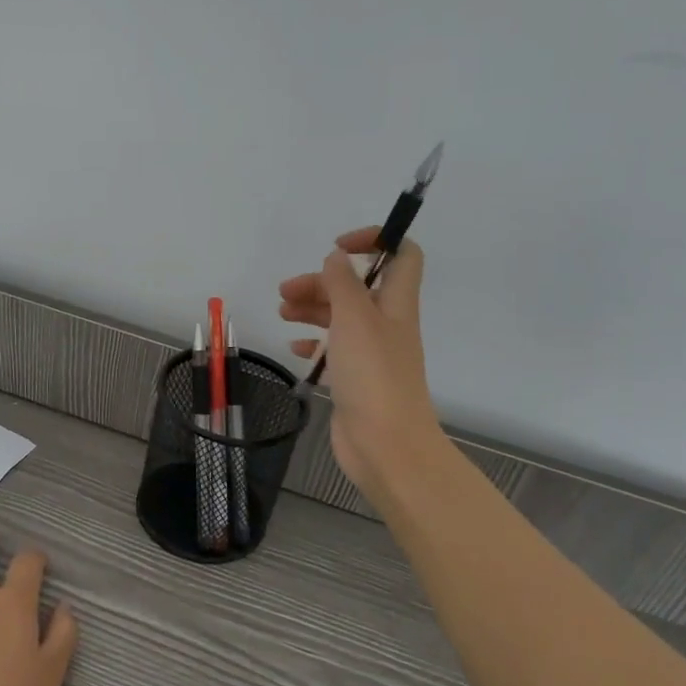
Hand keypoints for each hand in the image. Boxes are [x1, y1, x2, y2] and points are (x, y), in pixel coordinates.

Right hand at [278, 227, 441, 503]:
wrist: (385, 445)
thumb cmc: (373, 375)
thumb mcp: (355, 318)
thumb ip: (343, 284)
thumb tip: (337, 257)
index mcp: (396, 304)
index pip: (403, 255)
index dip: (376, 241)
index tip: (337, 247)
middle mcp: (386, 325)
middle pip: (358, 288)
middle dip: (323, 282)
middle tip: (286, 291)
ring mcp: (371, 354)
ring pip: (341, 318)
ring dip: (313, 309)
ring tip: (282, 313)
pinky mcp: (355, 380)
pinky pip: (333, 351)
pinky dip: (313, 343)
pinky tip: (294, 347)